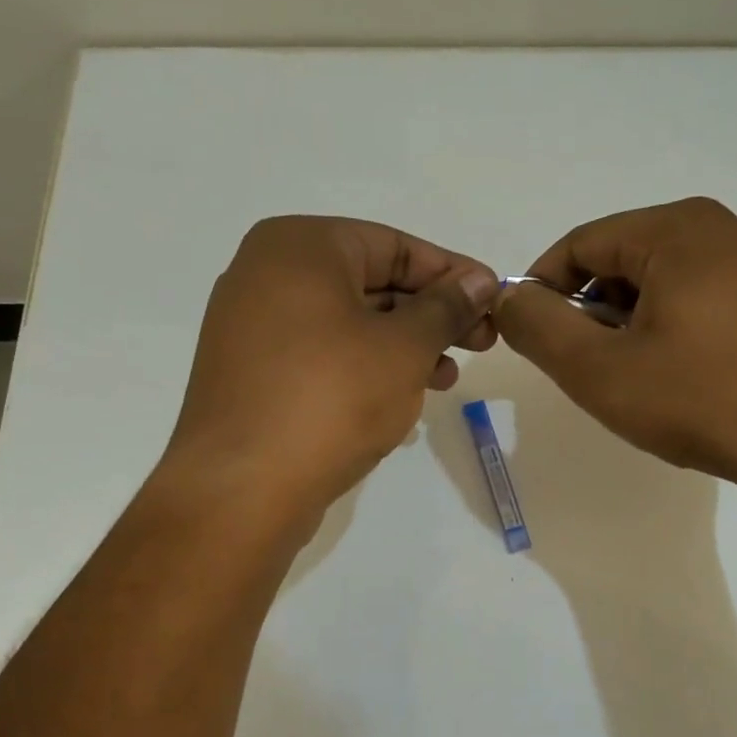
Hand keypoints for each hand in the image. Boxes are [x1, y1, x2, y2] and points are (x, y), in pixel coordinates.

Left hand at [165, 215, 498, 515]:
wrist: (241, 490)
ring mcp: (252, 326)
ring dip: (404, 346)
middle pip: (370, 283)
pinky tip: (401, 396)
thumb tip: (480, 281)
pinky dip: (365, 367)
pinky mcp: (251, 373)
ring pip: (349, 323)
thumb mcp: (404, 348)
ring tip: (445, 378)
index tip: (495, 300)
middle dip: (431, 315)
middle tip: (481, 344)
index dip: (452, 274)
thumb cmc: (331, 400)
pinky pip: (322, 355)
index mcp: (299, 246)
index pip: (394, 245)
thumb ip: (446, 307)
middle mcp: (267, 274)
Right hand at [493, 198, 736, 491]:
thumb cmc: (703, 400)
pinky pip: (712, 297)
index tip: (532, 335)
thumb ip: (538, 327)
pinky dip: (680, 327)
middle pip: (628, 258)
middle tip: (586, 366)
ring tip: (637, 378)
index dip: (543, 287)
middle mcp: (729, 227)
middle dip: (593, 309)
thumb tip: (506, 297)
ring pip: (671, 279)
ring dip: (636, 321)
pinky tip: (687, 377)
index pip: (582, 243)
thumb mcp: (599, 370)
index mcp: (680, 228)